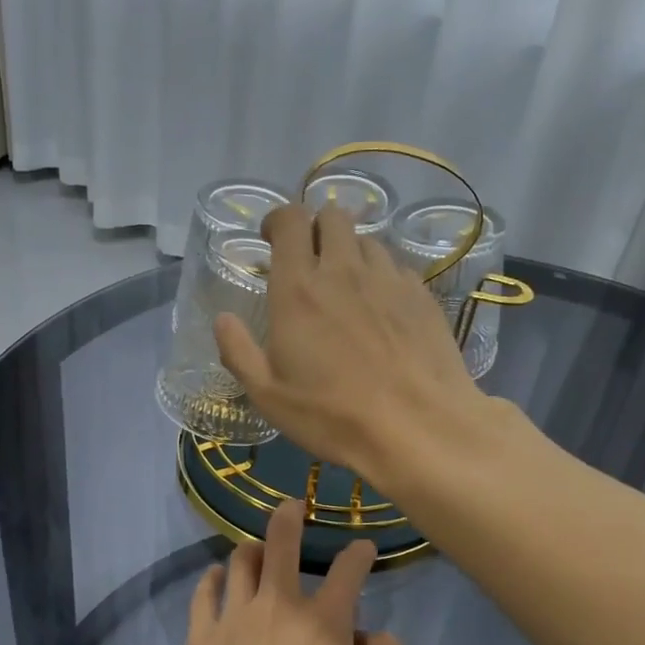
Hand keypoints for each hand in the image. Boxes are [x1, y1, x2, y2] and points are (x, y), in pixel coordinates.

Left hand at [180, 500, 404, 644]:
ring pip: (240, 562)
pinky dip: (212, 580)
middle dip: (290, 516)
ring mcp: (234, 618)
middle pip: (281, 543)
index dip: (359, 553)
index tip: (363, 549)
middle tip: (292, 505)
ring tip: (257, 549)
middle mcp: (277, 605)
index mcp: (324, 621)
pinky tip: (216, 578)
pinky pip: (203, 594)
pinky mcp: (201, 638)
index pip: (348, 570)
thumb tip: (370, 633)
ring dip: (252, 549)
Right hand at [213, 203, 483, 492]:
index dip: (278, 219)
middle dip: (317, 227)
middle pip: (333, 216)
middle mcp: (344, 270)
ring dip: (350, 252)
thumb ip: (238, 352)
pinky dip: (382, 277)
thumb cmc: (333, 416)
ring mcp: (388, 280)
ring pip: (368, 240)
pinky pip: (396, 268)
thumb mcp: (269, 396)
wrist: (418, 428)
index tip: (270, 238)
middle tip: (309, 260)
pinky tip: (381, 309)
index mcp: (299, 289)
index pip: (290, 220)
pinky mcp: (421, 296)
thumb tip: (222, 319)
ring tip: (346, 286)